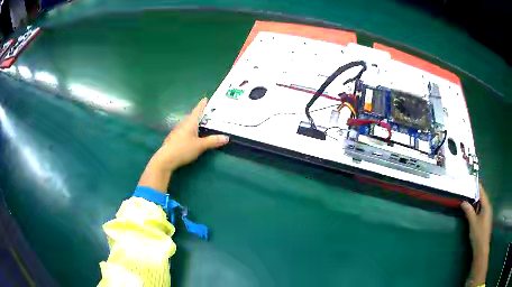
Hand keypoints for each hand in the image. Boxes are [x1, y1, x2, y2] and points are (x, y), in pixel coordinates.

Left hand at [138, 98, 228, 191]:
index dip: (202, 105)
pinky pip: (184, 132)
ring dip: (194, 124)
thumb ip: (212, 141)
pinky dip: (190, 131)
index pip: (197, 111)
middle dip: (199, 115)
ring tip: (201, 126)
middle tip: (207, 114)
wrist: (165, 159)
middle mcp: (183, 125)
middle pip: (192, 117)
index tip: (205, 99)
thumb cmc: (183, 149)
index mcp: (190, 123)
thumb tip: (226, 137)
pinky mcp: (174, 139)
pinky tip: (192, 137)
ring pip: (187, 125)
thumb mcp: (200, 146)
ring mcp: (177, 132)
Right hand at [462, 183, 491, 285]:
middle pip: (482, 198)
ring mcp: (487, 215)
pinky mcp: (485, 221)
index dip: (477, 186)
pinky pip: (481, 210)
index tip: (471, 181)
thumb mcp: (473, 223)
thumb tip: (463, 201)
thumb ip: (469, 211)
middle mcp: (488, 208)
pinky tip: (472, 212)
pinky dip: (476, 208)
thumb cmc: (478, 234)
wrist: (481, 248)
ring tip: (468, 200)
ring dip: (475, 202)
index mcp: (486, 206)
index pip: (482, 192)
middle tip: (467, 191)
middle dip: (475, 194)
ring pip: (481, 205)